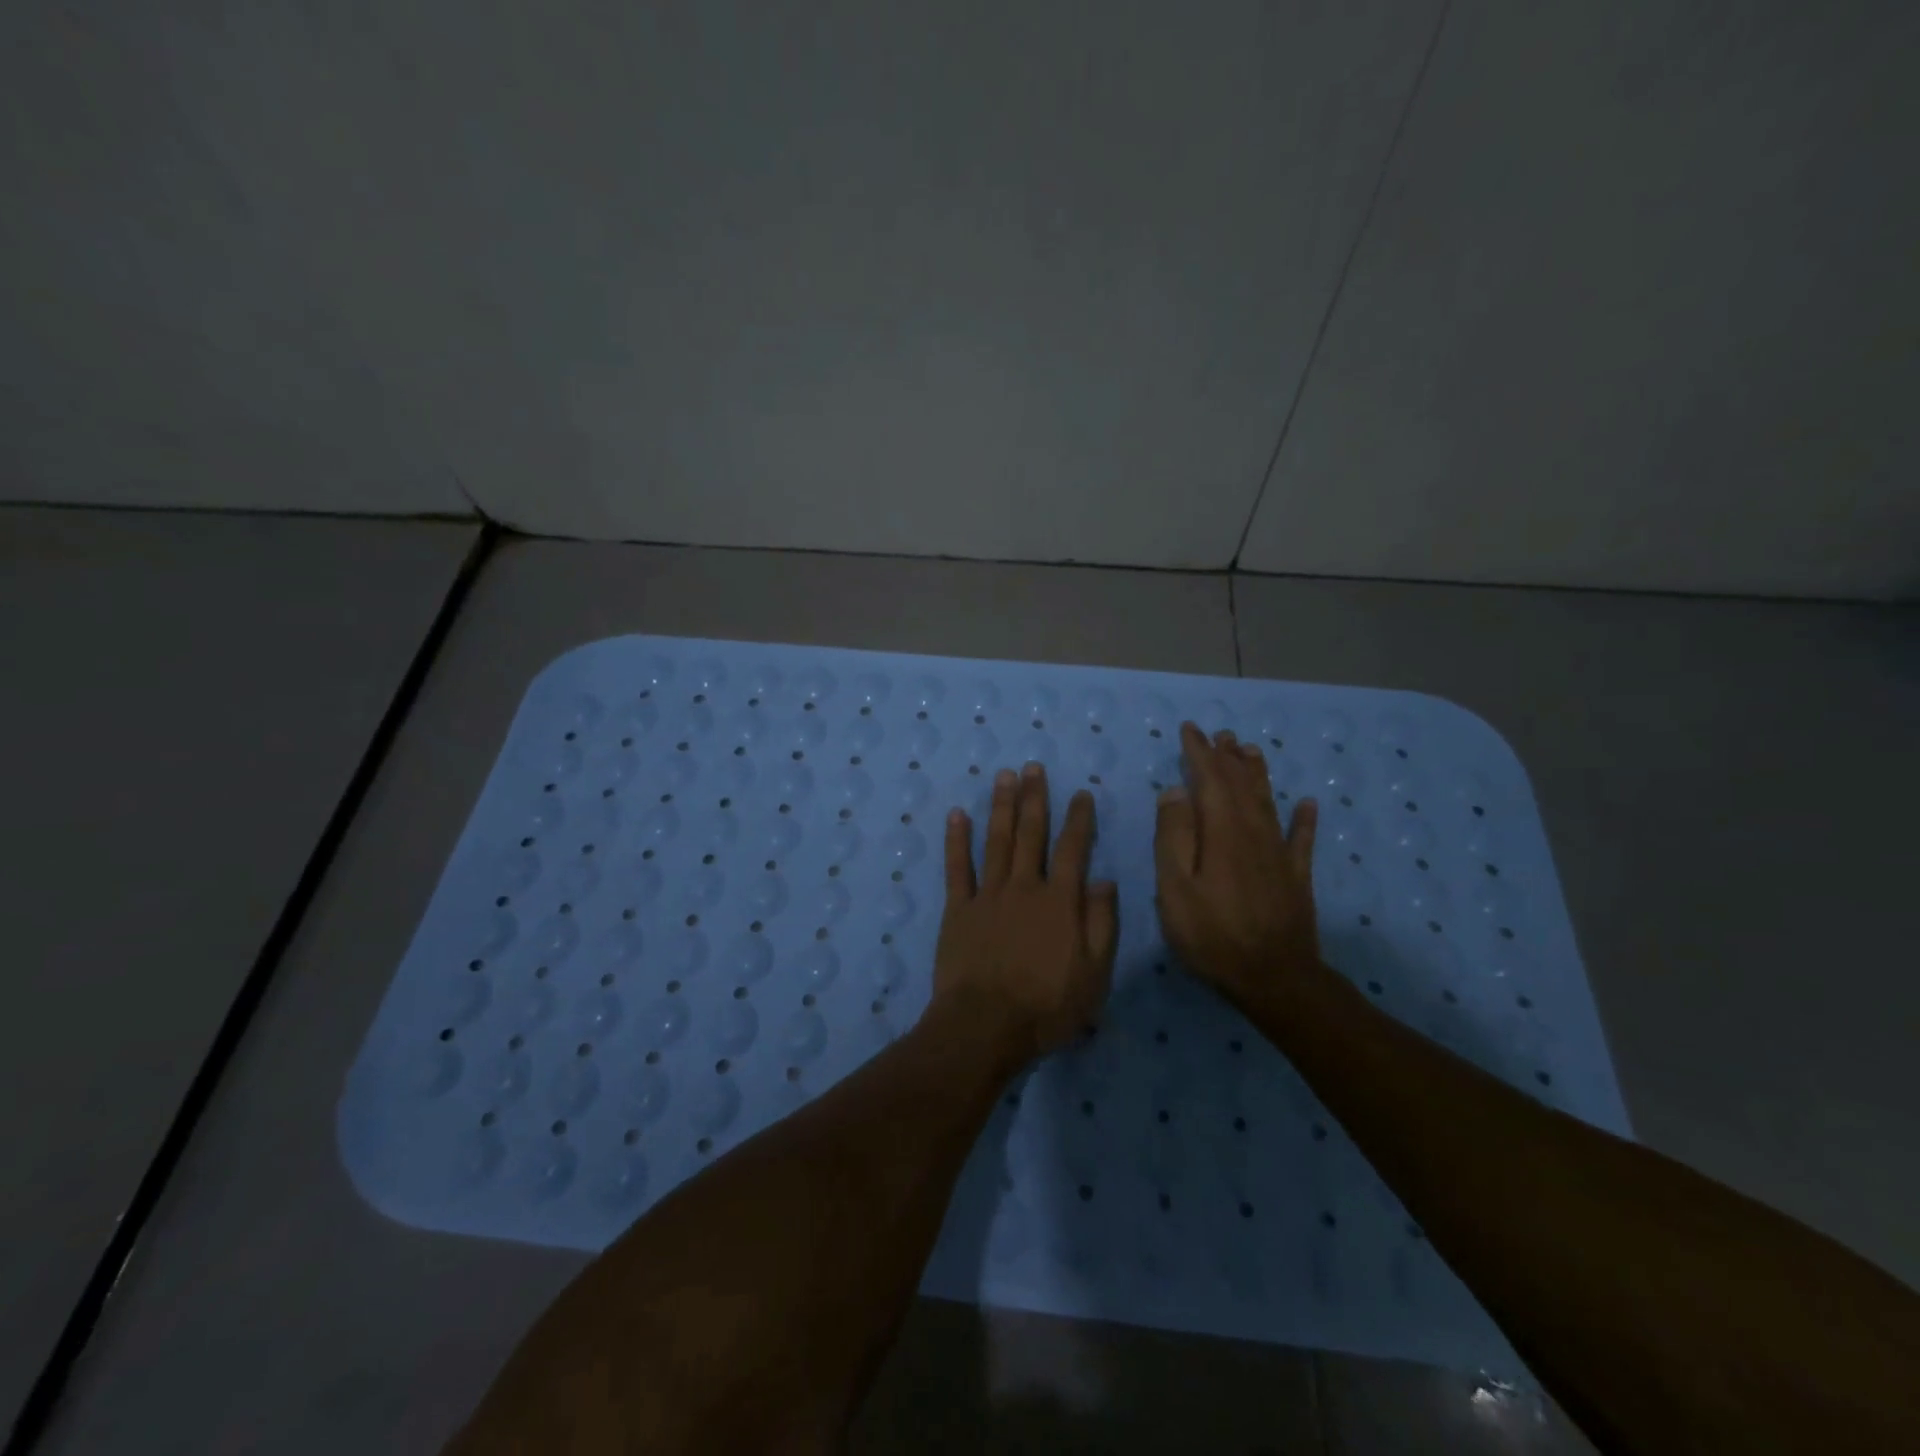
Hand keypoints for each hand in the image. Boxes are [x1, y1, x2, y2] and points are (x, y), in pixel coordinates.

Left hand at [933, 763, 1119, 1068]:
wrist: (986, 1025)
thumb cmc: (1048, 1006)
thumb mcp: (1094, 973)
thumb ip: (1101, 923)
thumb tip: (1104, 880)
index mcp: (1060, 901)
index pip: (1073, 849)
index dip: (1078, 819)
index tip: (1081, 793)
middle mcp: (1025, 887)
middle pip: (1031, 834)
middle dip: (1034, 798)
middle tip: (1033, 767)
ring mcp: (988, 895)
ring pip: (996, 841)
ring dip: (1001, 806)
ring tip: (1004, 776)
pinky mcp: (958, 909)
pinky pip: (957, 867)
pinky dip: (957, 840)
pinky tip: (957, 815)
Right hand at [1154, 721, 1320, 1008]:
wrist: (1275, 978)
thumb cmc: (1213, 935)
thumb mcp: (1176, 889)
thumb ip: (1174, 837)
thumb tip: (1175, 791)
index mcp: (1222, 832)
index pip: (1209, 781)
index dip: (1199, 753)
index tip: (1190, 730)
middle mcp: (1254, 833)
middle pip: (1240, 786)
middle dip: (1227, 757)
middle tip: (1220, 734)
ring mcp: (1279, 855)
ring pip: (1267, 802)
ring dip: (1257, 774)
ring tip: (1251, 750)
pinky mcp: (1296, 877)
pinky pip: (1301, 839)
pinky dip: (1304, 819)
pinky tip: (1308, 804)